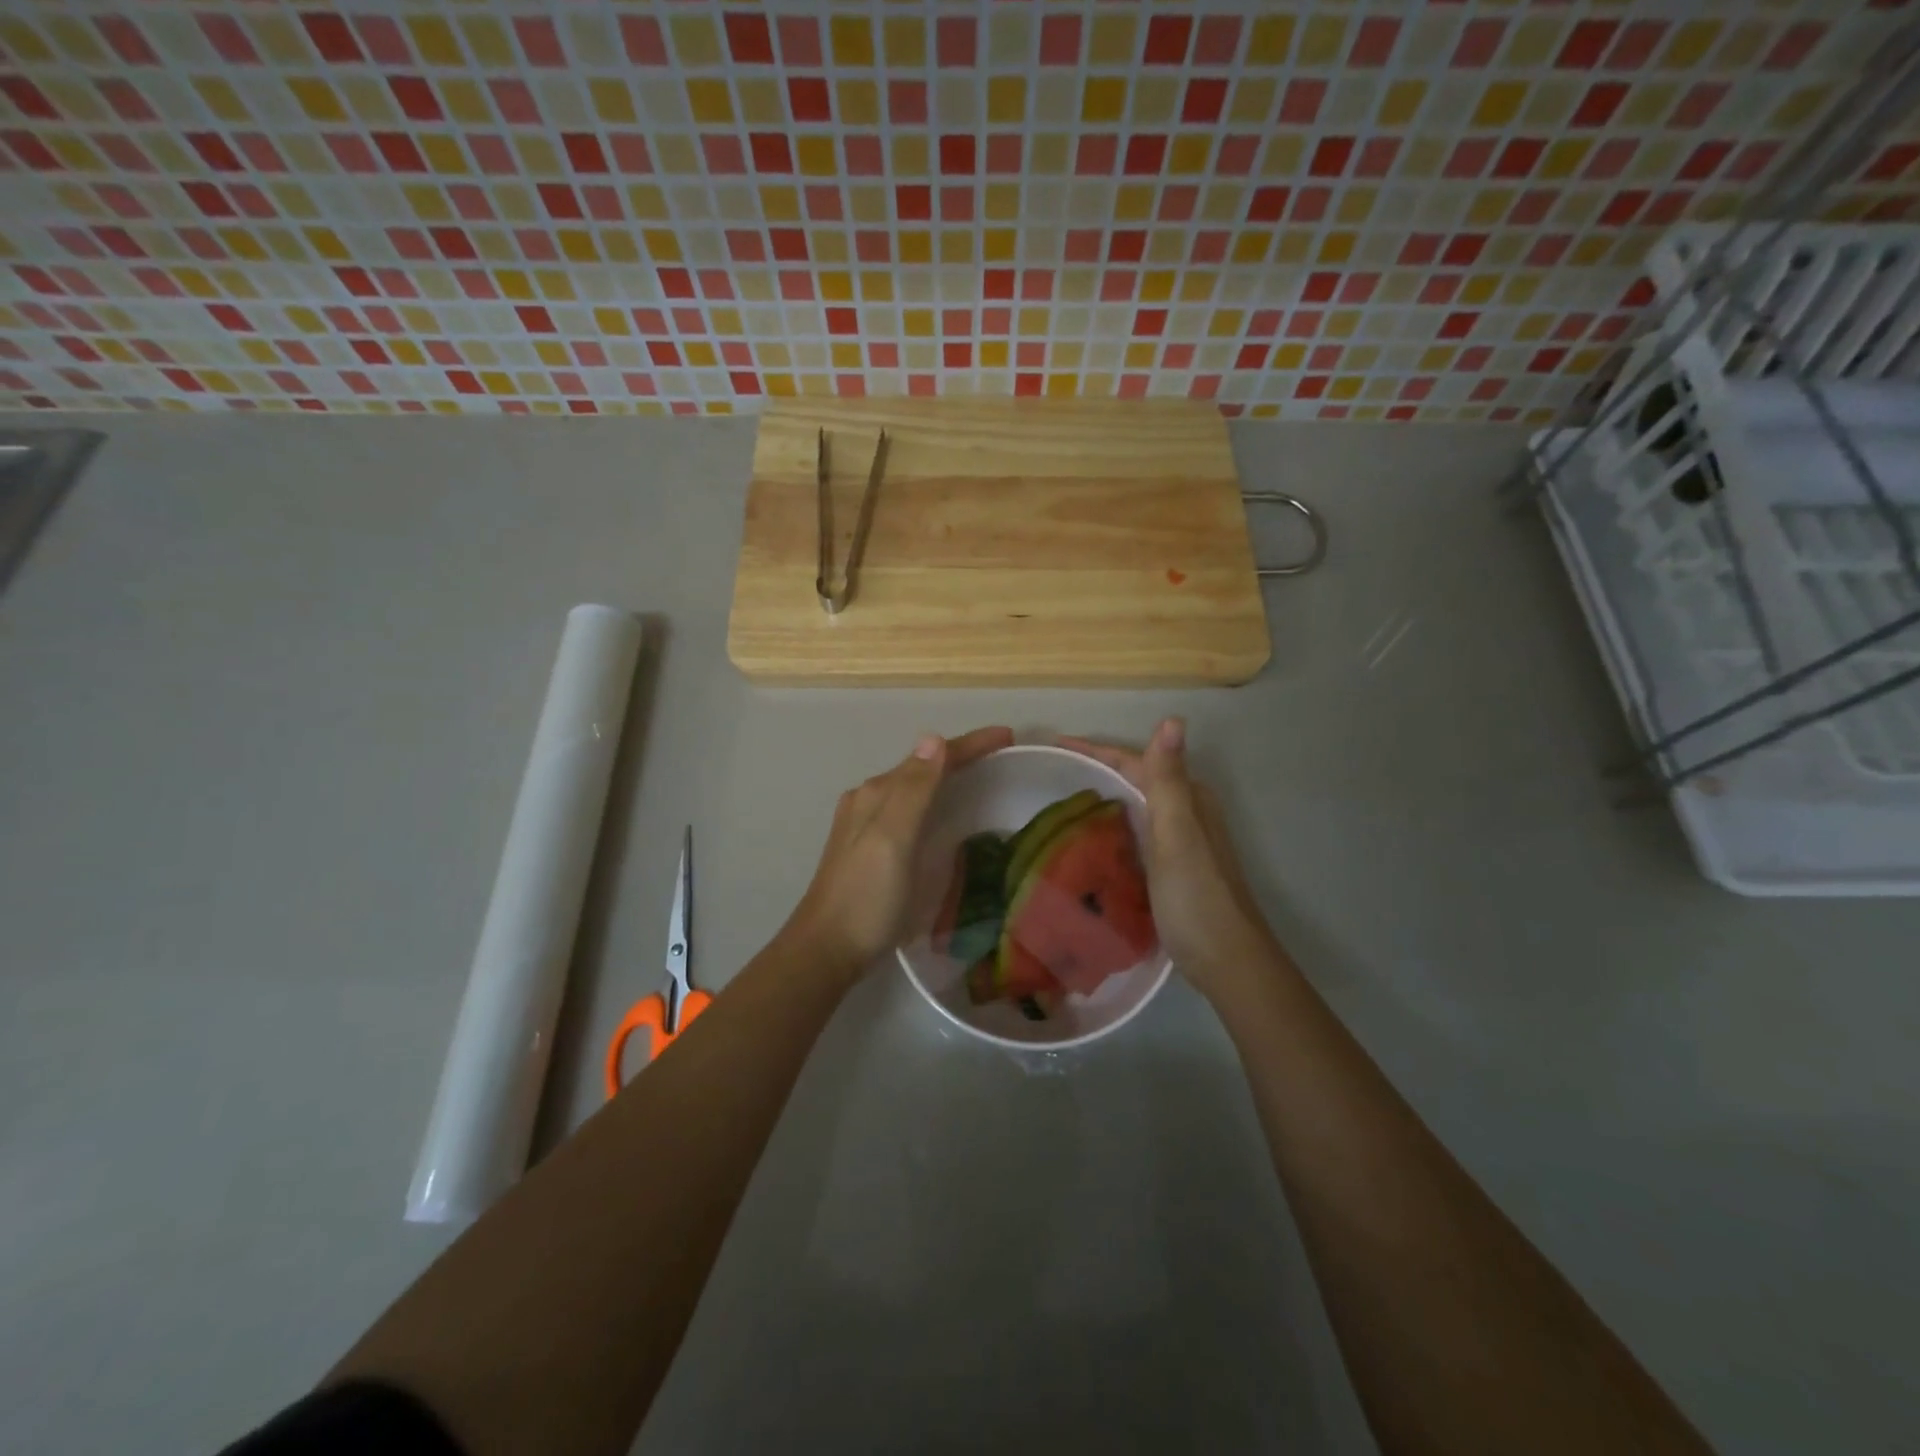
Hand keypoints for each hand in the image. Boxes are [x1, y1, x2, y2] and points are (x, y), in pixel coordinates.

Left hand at [787, 725, 1014, 980]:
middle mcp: (870, 800)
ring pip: (914, 788)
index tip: (1009, 736)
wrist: (827, 949)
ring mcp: (866, 824)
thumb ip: (914, 789)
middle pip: (923, 768)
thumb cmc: (867, 896)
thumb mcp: (894, 839)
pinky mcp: (869, 848)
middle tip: (1002, 756)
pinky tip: (943, 816)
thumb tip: (934, 737)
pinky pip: (908, 810)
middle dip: (961, 757)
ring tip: (981, 779)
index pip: (931, 757)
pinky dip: (933, 802)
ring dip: (946, 777)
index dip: (971, 744)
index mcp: (878, 793)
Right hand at [1058, 719, 1277, 1001]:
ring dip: (1105, 799)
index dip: (1097, 750)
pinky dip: (1114, 829)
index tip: (1057, 743)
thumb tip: (1172, 719)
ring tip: (1063, 803)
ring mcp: (1183, 842)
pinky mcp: (1174, 869)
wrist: (1228, 962)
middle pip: (1137, 781)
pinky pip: (1137, 835)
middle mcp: (1188, 813)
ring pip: (1137, 808)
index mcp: (1188, 799)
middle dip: (1097, 771)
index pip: (1136, 761)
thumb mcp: (1177, 834)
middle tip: (1053, 773)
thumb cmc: (1196, 897)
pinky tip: (1092, 842)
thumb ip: (1169, 780)